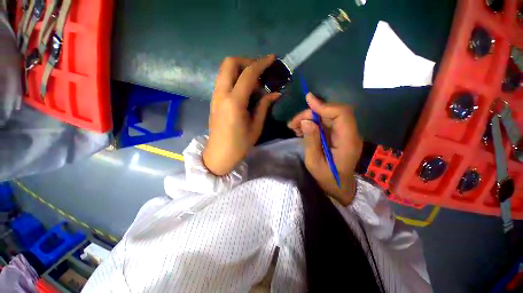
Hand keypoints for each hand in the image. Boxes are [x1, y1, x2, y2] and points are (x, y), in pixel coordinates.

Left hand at [203, 55, 280, 175]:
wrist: (219, 154)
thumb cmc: (239, 144)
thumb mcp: (256, 127)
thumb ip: (264, 106)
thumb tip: (276, 93)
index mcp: (234, 102)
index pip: (248, 74)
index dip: (261, 63)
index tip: (272, 59)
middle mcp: (221, 94)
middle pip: (230, 63)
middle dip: (247, 61)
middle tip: (260, 71)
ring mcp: (215, 96)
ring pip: (225, 70)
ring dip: (241, 69)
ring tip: (255, 82)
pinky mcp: (214, 100)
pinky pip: (224, 80)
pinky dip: (235, 78)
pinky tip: (245, 90)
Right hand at [288, 94, 362, 205]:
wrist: (338, 186)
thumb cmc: (326, 178)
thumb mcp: (314, 162)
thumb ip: (311, 141)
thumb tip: (306, 121)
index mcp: (347, 141)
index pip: (341, 114)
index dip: (325, 105)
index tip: (308, 101)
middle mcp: (349, 134)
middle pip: (332, 113)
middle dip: (311, 114)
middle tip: (293, 123)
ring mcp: (344, 134)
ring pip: (327, 116)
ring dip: (309, 118)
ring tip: (294, 127)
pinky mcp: (338, 135)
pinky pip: (325, 123)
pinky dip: (312, 123)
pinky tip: (301, 129)